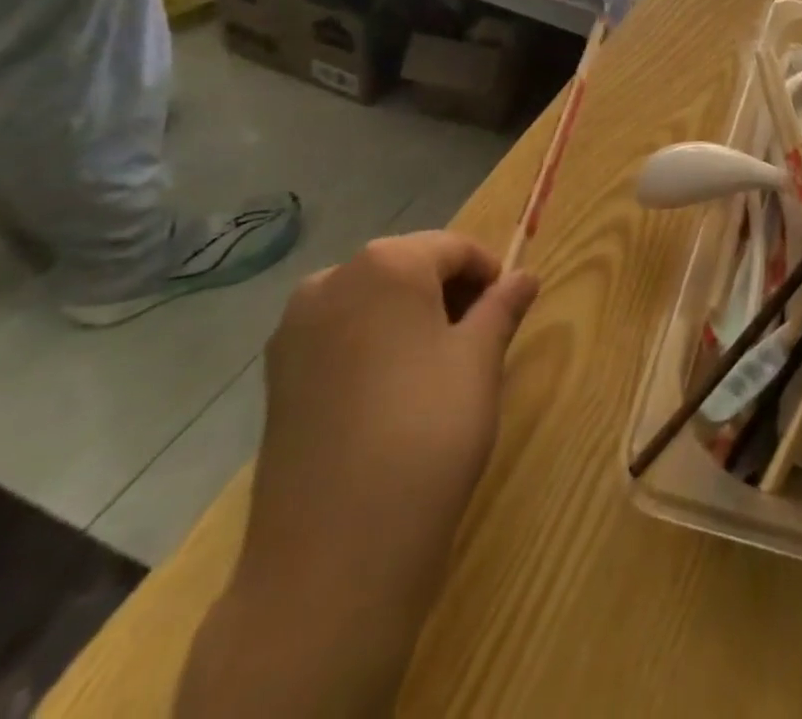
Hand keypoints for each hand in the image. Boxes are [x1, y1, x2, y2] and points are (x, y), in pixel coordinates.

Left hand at [240, 231, 537, 601]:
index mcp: (386, 265)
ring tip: (441, 370)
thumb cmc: (427, 432)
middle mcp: (331, 282)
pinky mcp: (277, 378)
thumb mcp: (481, 360)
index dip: (489, 273)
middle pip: (408, 268)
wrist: (334, 553)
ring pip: (373, 303)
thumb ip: (503, 307)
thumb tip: (524, 277)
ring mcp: (294, 331)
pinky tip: (395, 395)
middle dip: (449, 294)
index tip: (509, 310)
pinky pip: (341, 337)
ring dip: (412, 319)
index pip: (453, 248)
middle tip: (480, 342)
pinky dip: (375, 346)